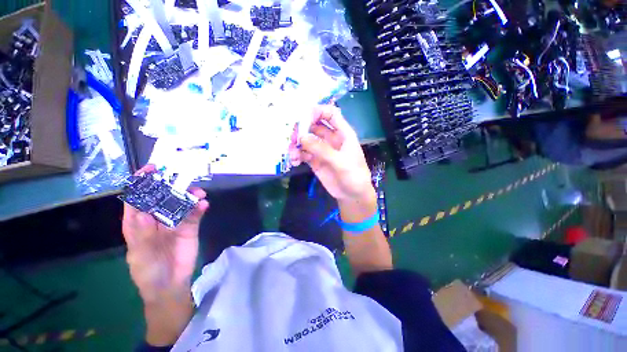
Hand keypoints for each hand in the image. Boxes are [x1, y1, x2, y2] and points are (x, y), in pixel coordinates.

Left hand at [122, 165, 209, 302]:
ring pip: (181, 203)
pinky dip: (199, 208)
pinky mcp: (190, 227)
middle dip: (170, 185)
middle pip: (162, 197)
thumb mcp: (140, 254)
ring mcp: (174, 222)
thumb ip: (142, 233)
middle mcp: (156, 218)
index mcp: (137, 223)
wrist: (170, 285)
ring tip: (199, 192)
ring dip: (189, 196)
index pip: (137, 199)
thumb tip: (143, 212)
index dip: (141, 183)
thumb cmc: (148, 271)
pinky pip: (195, 214)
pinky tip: (204, 204)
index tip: (151, 169)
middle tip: (181, 176)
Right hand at [291, 105, 374, 203]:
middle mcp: (331, 139)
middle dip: (302, 128)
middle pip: (314, 125)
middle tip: (293, 137)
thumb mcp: (341, 162)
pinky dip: (297, 155)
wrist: (353, 196)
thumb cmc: (354, 176)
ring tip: (292, 153)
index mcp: (342, 134)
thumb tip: (302, 137)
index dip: (317, 111)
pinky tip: (294, 161)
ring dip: (297, 143)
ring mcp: (322, 150)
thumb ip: (323, 150)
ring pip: (306, 140)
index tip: (303, 117)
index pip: (330, 114)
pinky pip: (303, 153)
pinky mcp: (315, 161)